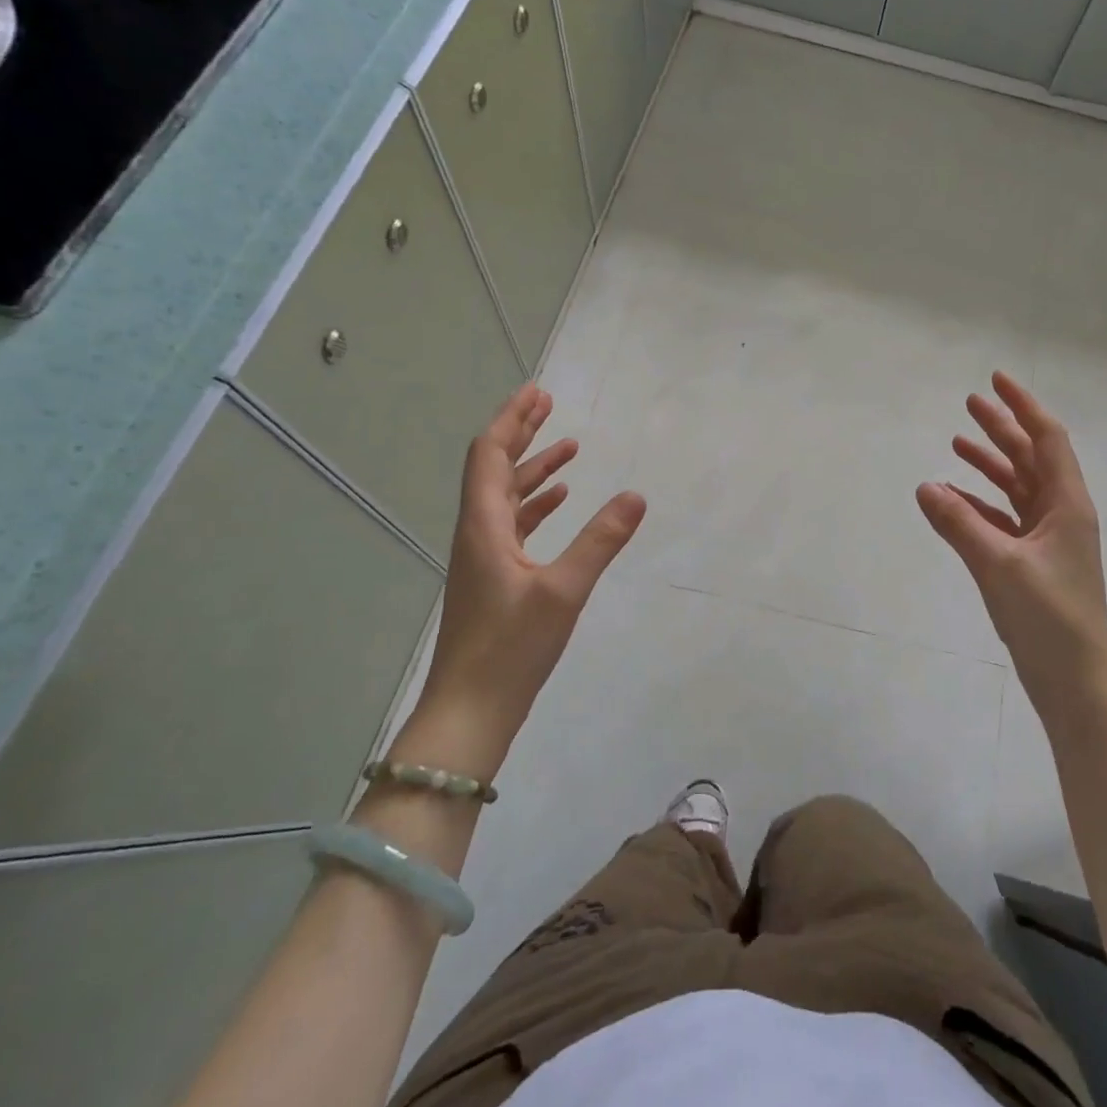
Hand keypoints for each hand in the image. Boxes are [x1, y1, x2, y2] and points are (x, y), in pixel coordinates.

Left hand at [405, 384, 645, 775]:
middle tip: (549, 405)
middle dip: (521, 434)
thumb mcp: (564, 591)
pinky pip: (514, 526)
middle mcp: (477, 534)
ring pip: (505, 498)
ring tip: (568, 449)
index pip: (490, 455)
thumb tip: (636, 495)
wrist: (470, 713)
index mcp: (484, 527)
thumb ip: (601, 541)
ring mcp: (484, 558)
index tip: (537, 392)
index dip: (512, 420)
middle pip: (494, 469)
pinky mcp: (495, 580)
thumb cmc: (511, 649)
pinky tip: (561, 503)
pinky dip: (537, 505)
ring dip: (534, 470)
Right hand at [917, 372, 1106, 715]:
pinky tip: (954, 499)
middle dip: (1002, 429)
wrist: (1075, 681)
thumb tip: (925, 485)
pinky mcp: (1033, 563)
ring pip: (1017, 488)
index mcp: (1067, 504)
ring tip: (958, 444)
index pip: (1047, 438)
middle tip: (969, 403)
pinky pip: (1004, 520)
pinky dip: (981, 505)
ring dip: (990, 465)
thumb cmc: (1048, 616)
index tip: (996, 380)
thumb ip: (959, 522)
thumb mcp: (998, 564)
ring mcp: (1048, 540)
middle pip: (1031, 458)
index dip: (1023, 406)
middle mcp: (1061, 513)